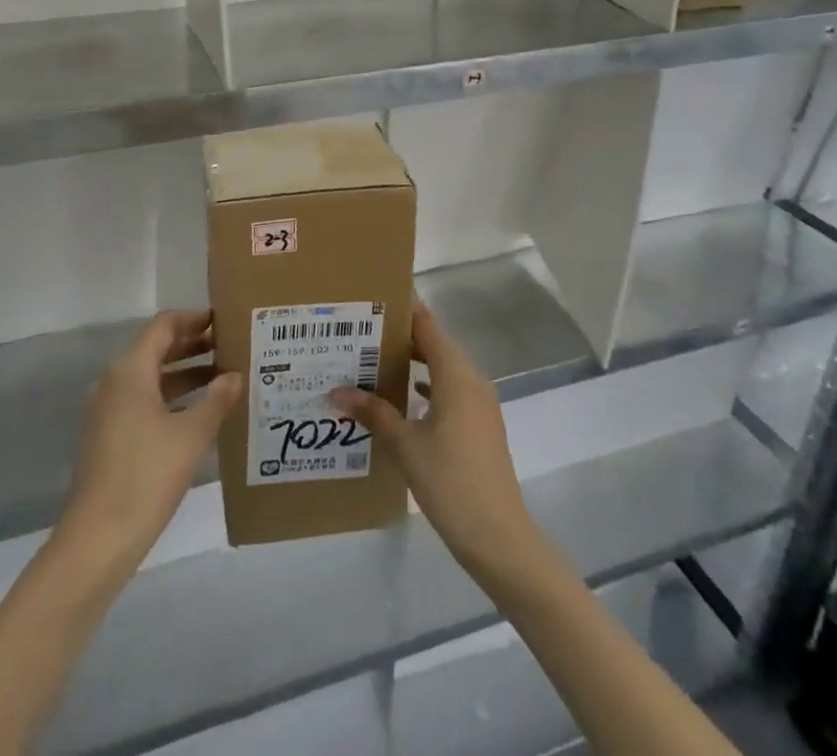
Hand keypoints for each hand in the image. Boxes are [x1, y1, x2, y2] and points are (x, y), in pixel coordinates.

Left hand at [62, 309, 241, 572]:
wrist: (97, 539)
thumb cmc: (147, 476)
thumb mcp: (191, 436)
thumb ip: (216, 400)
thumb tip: (235, 375)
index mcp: (131, 370)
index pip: (164, 326)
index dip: (193, 319)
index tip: (222, 320)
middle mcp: (115, 382)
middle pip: (156, 349)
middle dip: (192, 345)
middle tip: (229, 347)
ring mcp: (108, 410)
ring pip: (151, 377)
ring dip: (185, 373)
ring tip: (223, 378)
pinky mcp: (108, 436)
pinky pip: (143, 400)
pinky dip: (171, 397)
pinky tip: (198, 414)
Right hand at [331, 303, 541, 581]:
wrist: (499, 538)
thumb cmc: (451, 481)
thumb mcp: (404, 445)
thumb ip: (373, 413)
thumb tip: (337, 391)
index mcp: (456, 374)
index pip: (427, 324)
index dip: (402, 308)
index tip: (371, 298)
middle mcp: (471, 380)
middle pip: (433, 343)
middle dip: (399, 337)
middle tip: (360, 332)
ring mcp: (479, 404)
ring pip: (441, 368)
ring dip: (411, 363)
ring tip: (372, 361)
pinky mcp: (479, 425)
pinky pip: (449, 391)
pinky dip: (425, 387)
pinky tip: (400, 399)